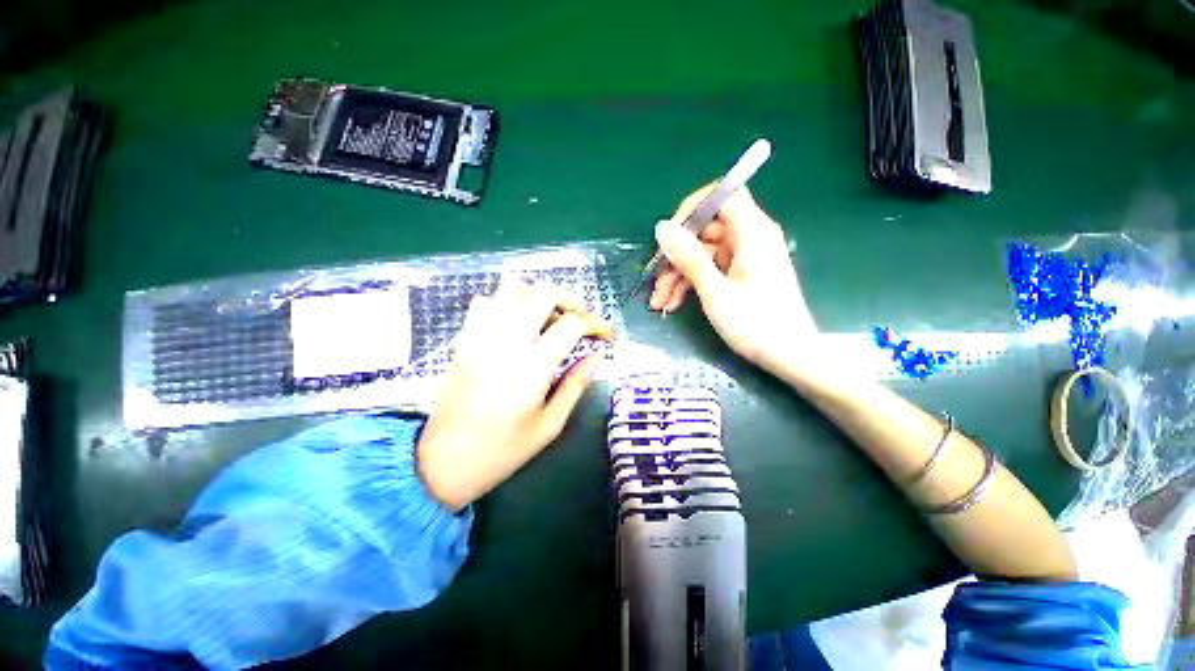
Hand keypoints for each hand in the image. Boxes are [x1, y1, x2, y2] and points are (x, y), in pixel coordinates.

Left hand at [417, 278, 612, 509]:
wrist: (444, 460)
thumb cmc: (503, 449)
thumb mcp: (550, 424)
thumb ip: (576, 384)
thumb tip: (598, 357)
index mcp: (533, 365)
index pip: (572, 324)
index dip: (596, 324)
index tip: (606, 335)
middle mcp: (507, 340)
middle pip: (544, 292)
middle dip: (571, 300)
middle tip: (580, 320)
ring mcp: (482, 335)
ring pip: (512, 287)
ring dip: (537, 296)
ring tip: (549, 319)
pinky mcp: (465, 338)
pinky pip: (486, 301)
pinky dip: (507, 303)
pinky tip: (516, 325)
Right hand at [650, 185, 817, 375]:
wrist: (790, 356)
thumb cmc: (756, 323)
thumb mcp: (715, 291)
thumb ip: (688, 257)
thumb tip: (662, 228)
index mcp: (752, 232)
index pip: (723, 195)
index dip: (693, 209)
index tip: (669, 234)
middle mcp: (750, 238)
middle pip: (705, 230)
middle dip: (676, 256)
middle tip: (656, 282)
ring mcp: (745, 257)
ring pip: (703, 254)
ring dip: (678, 275)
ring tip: (660, 301)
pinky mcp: (741, 274)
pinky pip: (710, 269)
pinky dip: (691, 283)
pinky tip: (673, 303)